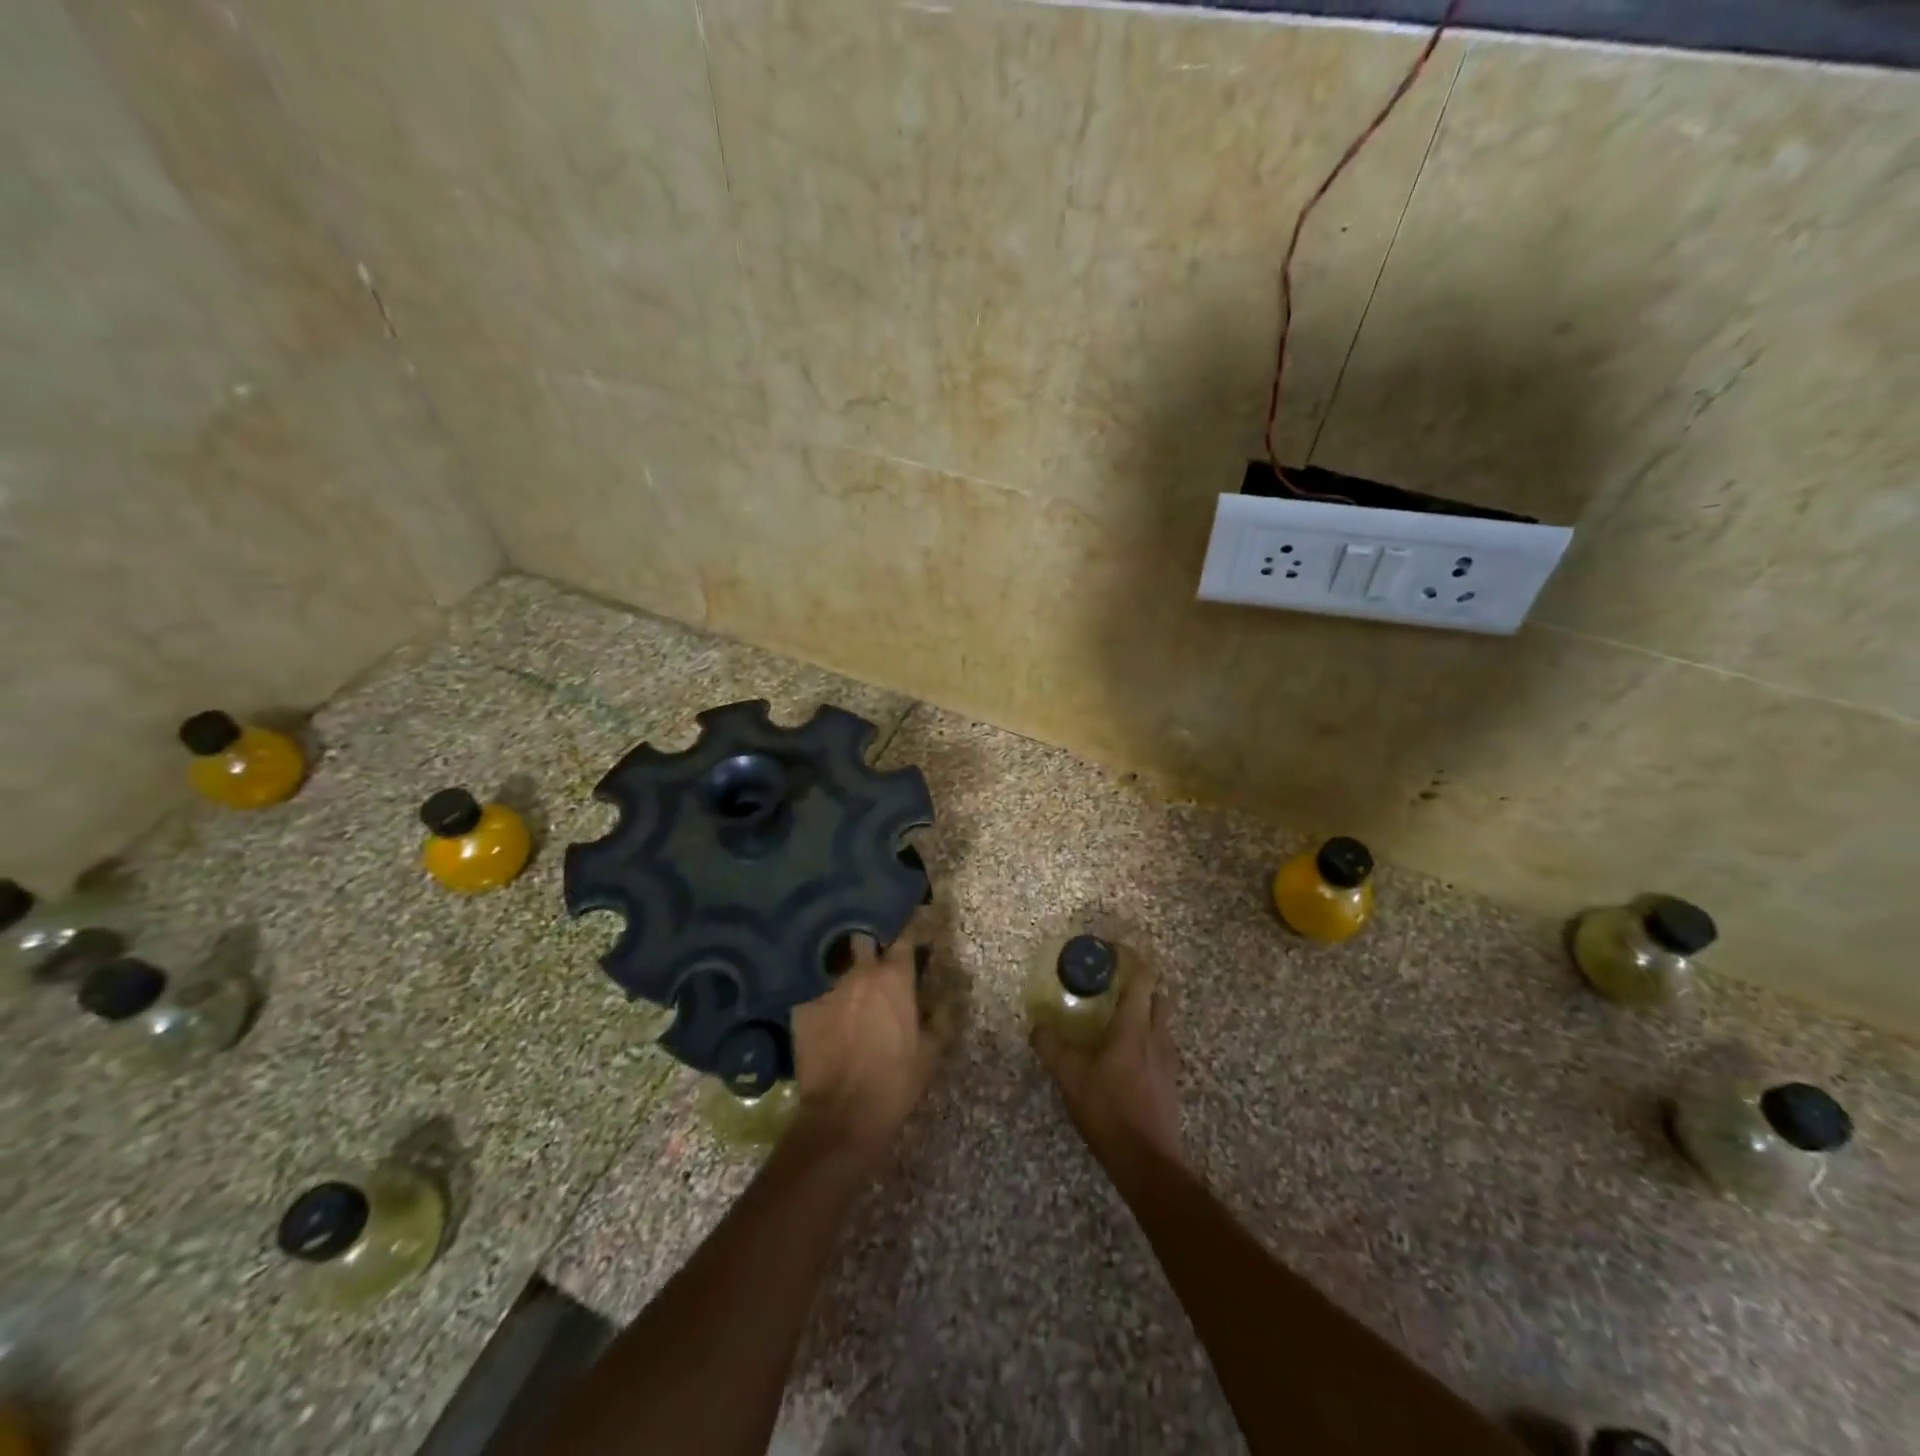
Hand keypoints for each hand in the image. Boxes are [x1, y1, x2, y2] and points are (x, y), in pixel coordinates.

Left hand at [792, 916, 944, 1159]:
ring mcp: (827, 986)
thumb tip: (948, 993)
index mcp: (895, 977)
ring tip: (845, 975)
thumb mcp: (931, 1051)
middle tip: (873, 949)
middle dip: (868, 937)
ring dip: (843, 965)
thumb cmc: (895, 1082)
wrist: (842, 1115)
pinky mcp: (802, 1006)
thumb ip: (942, 1015)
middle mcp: (860, 971)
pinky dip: (820, 992)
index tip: (911, 925)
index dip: (908, 928)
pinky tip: (822, 1004)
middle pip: (862, 936)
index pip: (903, 935)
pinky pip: (813, 988)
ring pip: (835, 961)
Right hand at [1031, 969, 1182, 1172]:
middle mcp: (1157, 1036)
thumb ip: (1051, 1046)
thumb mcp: (1069, 1077)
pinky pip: (1160, 1045)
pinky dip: (1145, 1037)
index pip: (1142, 978)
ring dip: (1143, 1010)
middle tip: (1112, 984)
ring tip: (1116, 1018)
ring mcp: (1168, 1059)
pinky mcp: (1170, 1081)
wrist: (1147, 1162)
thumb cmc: (1108, 1110)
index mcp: (1134, 1027)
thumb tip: (1037, 1025)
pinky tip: (1125, 1055)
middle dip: (1139, 982)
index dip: (1129, 959)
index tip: (1110, 952)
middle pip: (1157, 995)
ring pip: (1161, 1020)